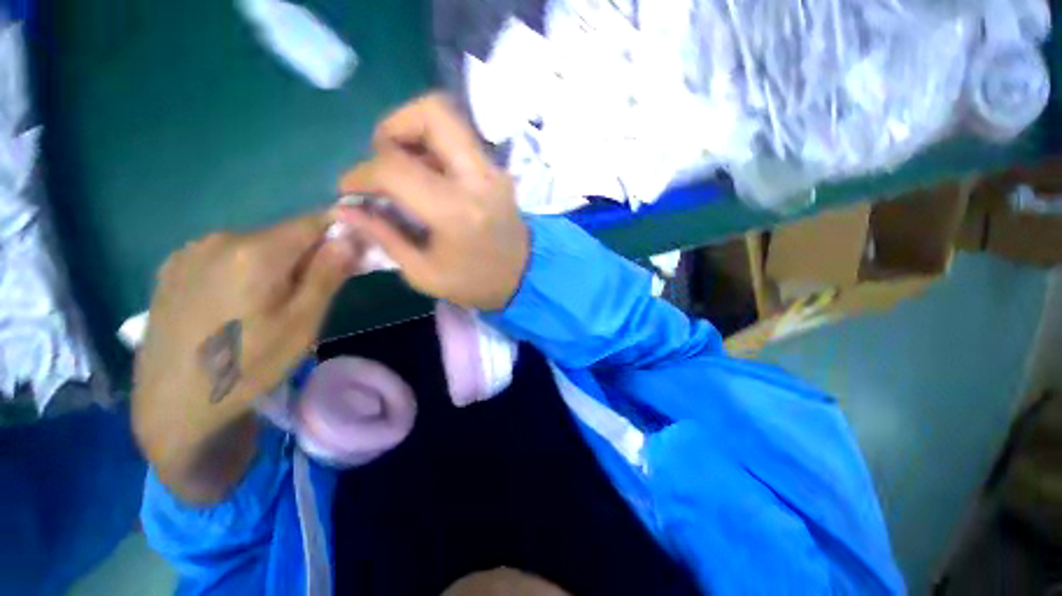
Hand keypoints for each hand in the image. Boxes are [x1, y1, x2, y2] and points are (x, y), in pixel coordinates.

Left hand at [132, 212, 357, 475]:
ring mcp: (190, 251)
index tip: (353, 254)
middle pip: (283, 234)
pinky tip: (234, 304)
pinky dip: (244, 270)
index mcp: (255, 252)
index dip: (339, 233)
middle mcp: (219, 238)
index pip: (313, 222)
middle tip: (311, 294)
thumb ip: (328, 274)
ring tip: (270, 304)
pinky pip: (225, 256)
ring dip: (275, 264)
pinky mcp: (172, 268)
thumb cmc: (248, 365)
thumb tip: (350, 238)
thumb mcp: (303, 323)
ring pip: (255, 245)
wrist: (174, 405)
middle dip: (307, 254)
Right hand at [337, 93, 528, 311]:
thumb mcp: (424, 273)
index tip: (351, 190)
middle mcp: (478, 180)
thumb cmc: (475, 284)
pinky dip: (435, 146)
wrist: (524, 278)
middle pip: (432, 113)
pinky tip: (427, 175)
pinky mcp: (498, 171)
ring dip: (414, 133)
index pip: (395, 168)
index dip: (361, 174)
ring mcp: (493, 171)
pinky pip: (461, 140)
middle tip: (382, 159)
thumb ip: (384, 236)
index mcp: (456, 212)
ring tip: (402, 167)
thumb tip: (345, 210)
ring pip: (449, 120)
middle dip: (393, 126)